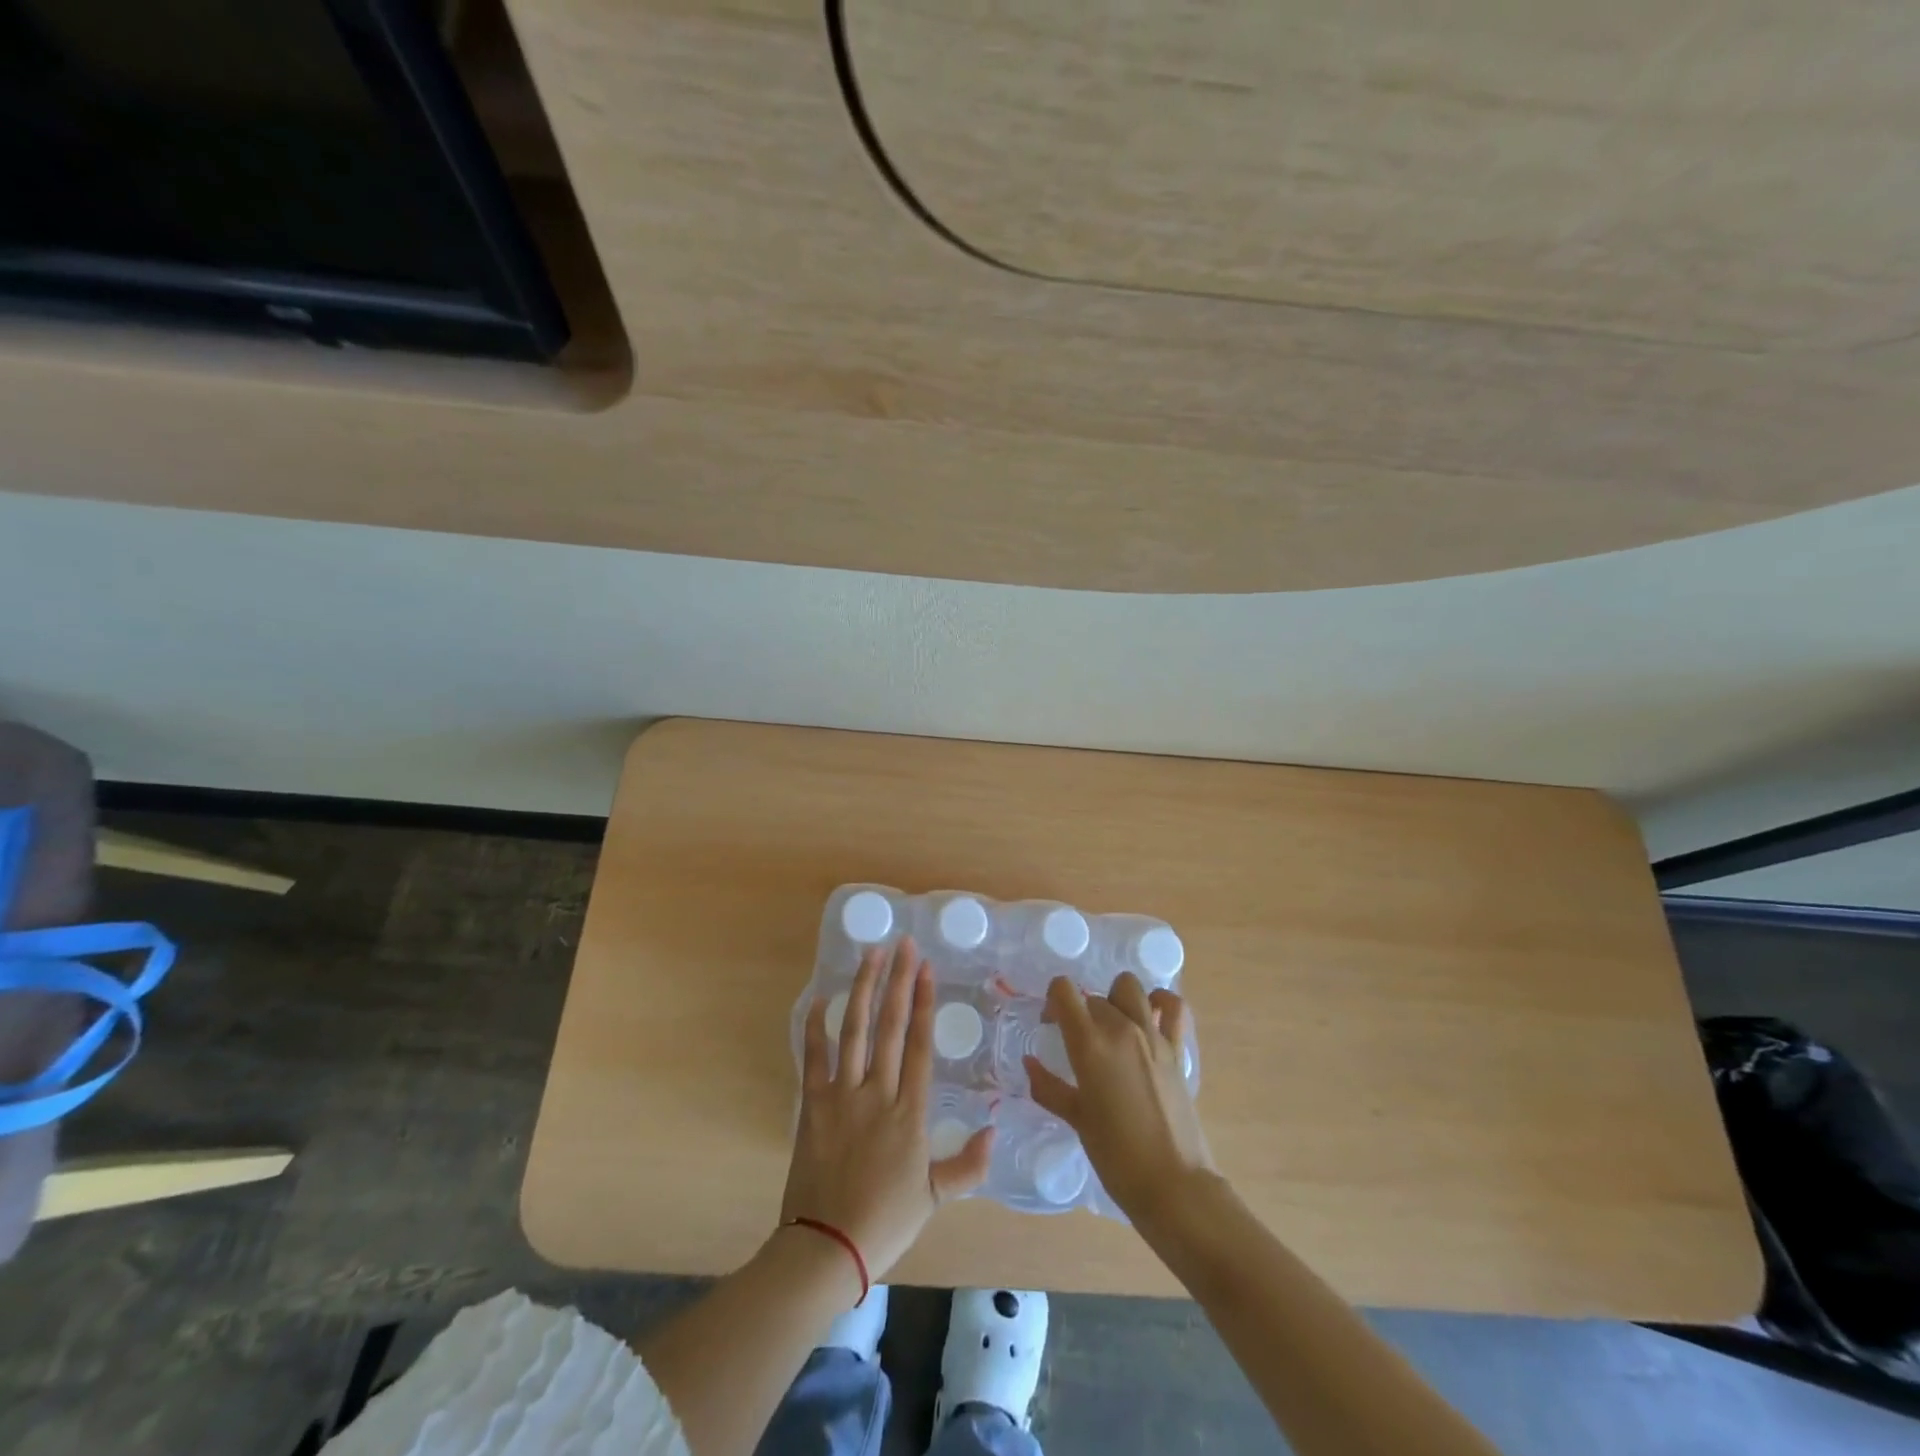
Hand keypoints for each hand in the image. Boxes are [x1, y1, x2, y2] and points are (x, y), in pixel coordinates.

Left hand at [781, 938, 995, 1293]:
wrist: (826, 1247)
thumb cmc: (886, 1221)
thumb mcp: (935, 1197)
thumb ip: (968, 1165)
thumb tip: (994, 1131)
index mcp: (909, 1112)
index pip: (918, 1044)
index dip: (923, 1002)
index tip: (925, 968)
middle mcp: (877, 1093)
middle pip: (889, 1026)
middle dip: (897, 981)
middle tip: (903, 944)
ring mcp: (841, 1096)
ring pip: (854, 1031)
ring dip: (862, 989)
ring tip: (870, 955)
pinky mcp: (813, 1105)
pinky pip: (814, 1058)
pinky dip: (816, 1027)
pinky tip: (821, 998)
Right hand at [1025, 972, 1215, 1223]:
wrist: (1173, 1184)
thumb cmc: (1116, 1156)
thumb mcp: (1076, 1119)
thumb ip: (1048, 1087)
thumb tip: (1029, 1064)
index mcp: (1089, 1043)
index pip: (1064, 990)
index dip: (1053, 1000)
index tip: (1051, 1023)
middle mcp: (1121, 1028)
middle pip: (1093, 996)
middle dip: (1081, 1012)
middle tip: (1078, 1042)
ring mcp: (1153, 1035)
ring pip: (1129, 987)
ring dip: (1115, 999)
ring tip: (1112, 1026)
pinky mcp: (1177, 1049)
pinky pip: (1173, 1007)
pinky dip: (1161, 1002)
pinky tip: (1151, 1015)